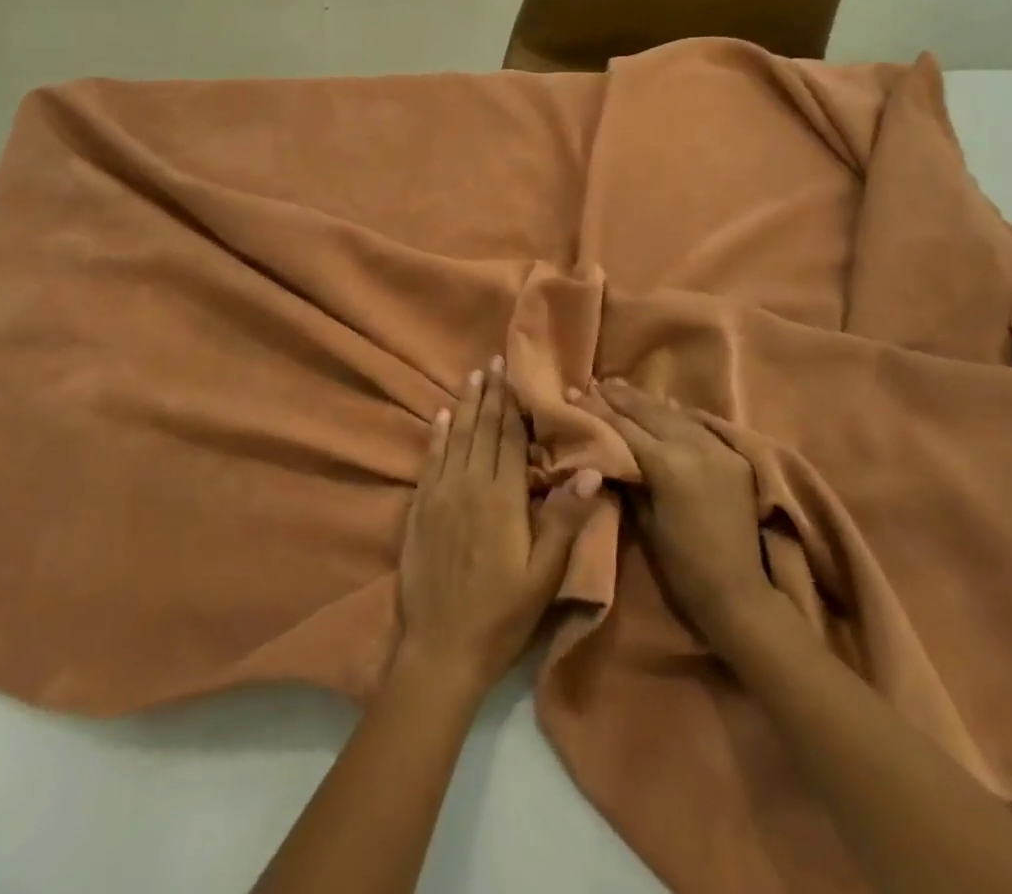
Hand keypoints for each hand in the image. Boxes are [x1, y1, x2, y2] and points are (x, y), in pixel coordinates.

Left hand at [398, 358, 601, 690]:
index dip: (513, 404)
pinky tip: (441, 418)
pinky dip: (437, 436)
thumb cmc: (501, 614)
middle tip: (492, 361)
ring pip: (456, 439)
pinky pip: (430, 461)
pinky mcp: (421, 509)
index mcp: (503, 498)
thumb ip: (564, 519)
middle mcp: (470, 486)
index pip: (510, 439)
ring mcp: (441, 495)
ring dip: (465, 406)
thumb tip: (591, 472)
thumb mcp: (544, 575)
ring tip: (471, 377)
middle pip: (482, 430)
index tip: (513, 372)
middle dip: (490, 394)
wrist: (440, 649)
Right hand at [600, 380, 777, 654]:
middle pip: (647, 411)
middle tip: (592, 383)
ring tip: (619, 386)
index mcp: (666, 464)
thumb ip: (627, 477)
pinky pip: (698, 424)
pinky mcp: (734, 454)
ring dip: (644, 400)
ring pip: (673, 412)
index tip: (573, 393)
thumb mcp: (643, 522)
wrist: (739, 593)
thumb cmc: (681, 567)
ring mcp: (717, 446)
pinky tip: (661, 404)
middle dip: (617, 397)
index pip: (622, 427)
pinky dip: (675, 413)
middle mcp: (693, 445)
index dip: (595, 410)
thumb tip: (604, 449)